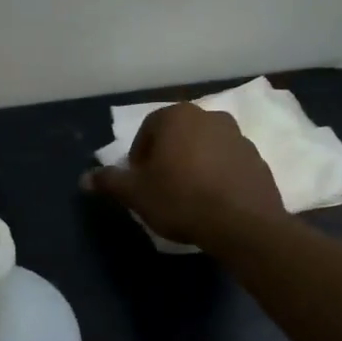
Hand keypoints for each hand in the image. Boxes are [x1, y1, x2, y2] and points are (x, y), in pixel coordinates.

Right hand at [86, 103, 285, 246]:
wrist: (243, 224)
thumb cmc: (181, 199)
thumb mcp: (136, 193)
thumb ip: (109, 181)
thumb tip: (84, 178)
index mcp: (176, 116)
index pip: (147, 130)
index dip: (138, 158)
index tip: (139, 183)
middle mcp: (208, 116)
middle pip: (178, 136)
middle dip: (167, 157)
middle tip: (160, 188)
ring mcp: (237, 136)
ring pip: (204, 147)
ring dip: (194, 164)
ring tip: (188, 196)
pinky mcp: (257, 158)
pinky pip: (228, 163)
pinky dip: (218, 175)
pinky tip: (213, 201)